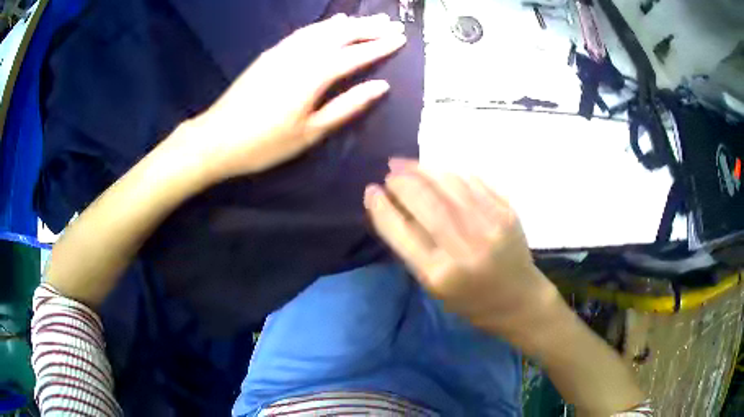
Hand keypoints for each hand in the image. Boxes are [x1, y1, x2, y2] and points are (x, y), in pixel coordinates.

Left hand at [179, 13, 406, 181]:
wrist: (216, 138)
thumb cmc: (265, 143)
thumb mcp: (311, 133)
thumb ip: (347, 106)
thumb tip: (381, 87)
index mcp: (315, 75)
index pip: (356, 54)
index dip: (380, 46)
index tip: (401, 39)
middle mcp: (302, 54)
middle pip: (341, 34)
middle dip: (369, 28)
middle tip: (392, 24)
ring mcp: (284, 50)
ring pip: (323, 29)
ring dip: (350, 23)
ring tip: (370, 19)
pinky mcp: (271, 53)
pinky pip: (304, 31)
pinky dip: (323, 25)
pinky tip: (333, 22)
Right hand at [364, 159, 562, 349]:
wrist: (520, 300)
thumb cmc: (471, 301)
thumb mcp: (434, 286)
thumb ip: (414, 249)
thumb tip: (393, 208)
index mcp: (440, 273)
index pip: (400, 231)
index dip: (381, 207)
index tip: (370, 191)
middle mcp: (465, 246)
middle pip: (424, 200)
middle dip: (401, 181)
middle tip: (390, 173)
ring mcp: (490, 225)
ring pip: (448, 184)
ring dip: (423, 169)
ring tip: (407, 165)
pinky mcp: (507, 211)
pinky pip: (472, 181)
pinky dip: (450, 172)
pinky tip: (438, 171)